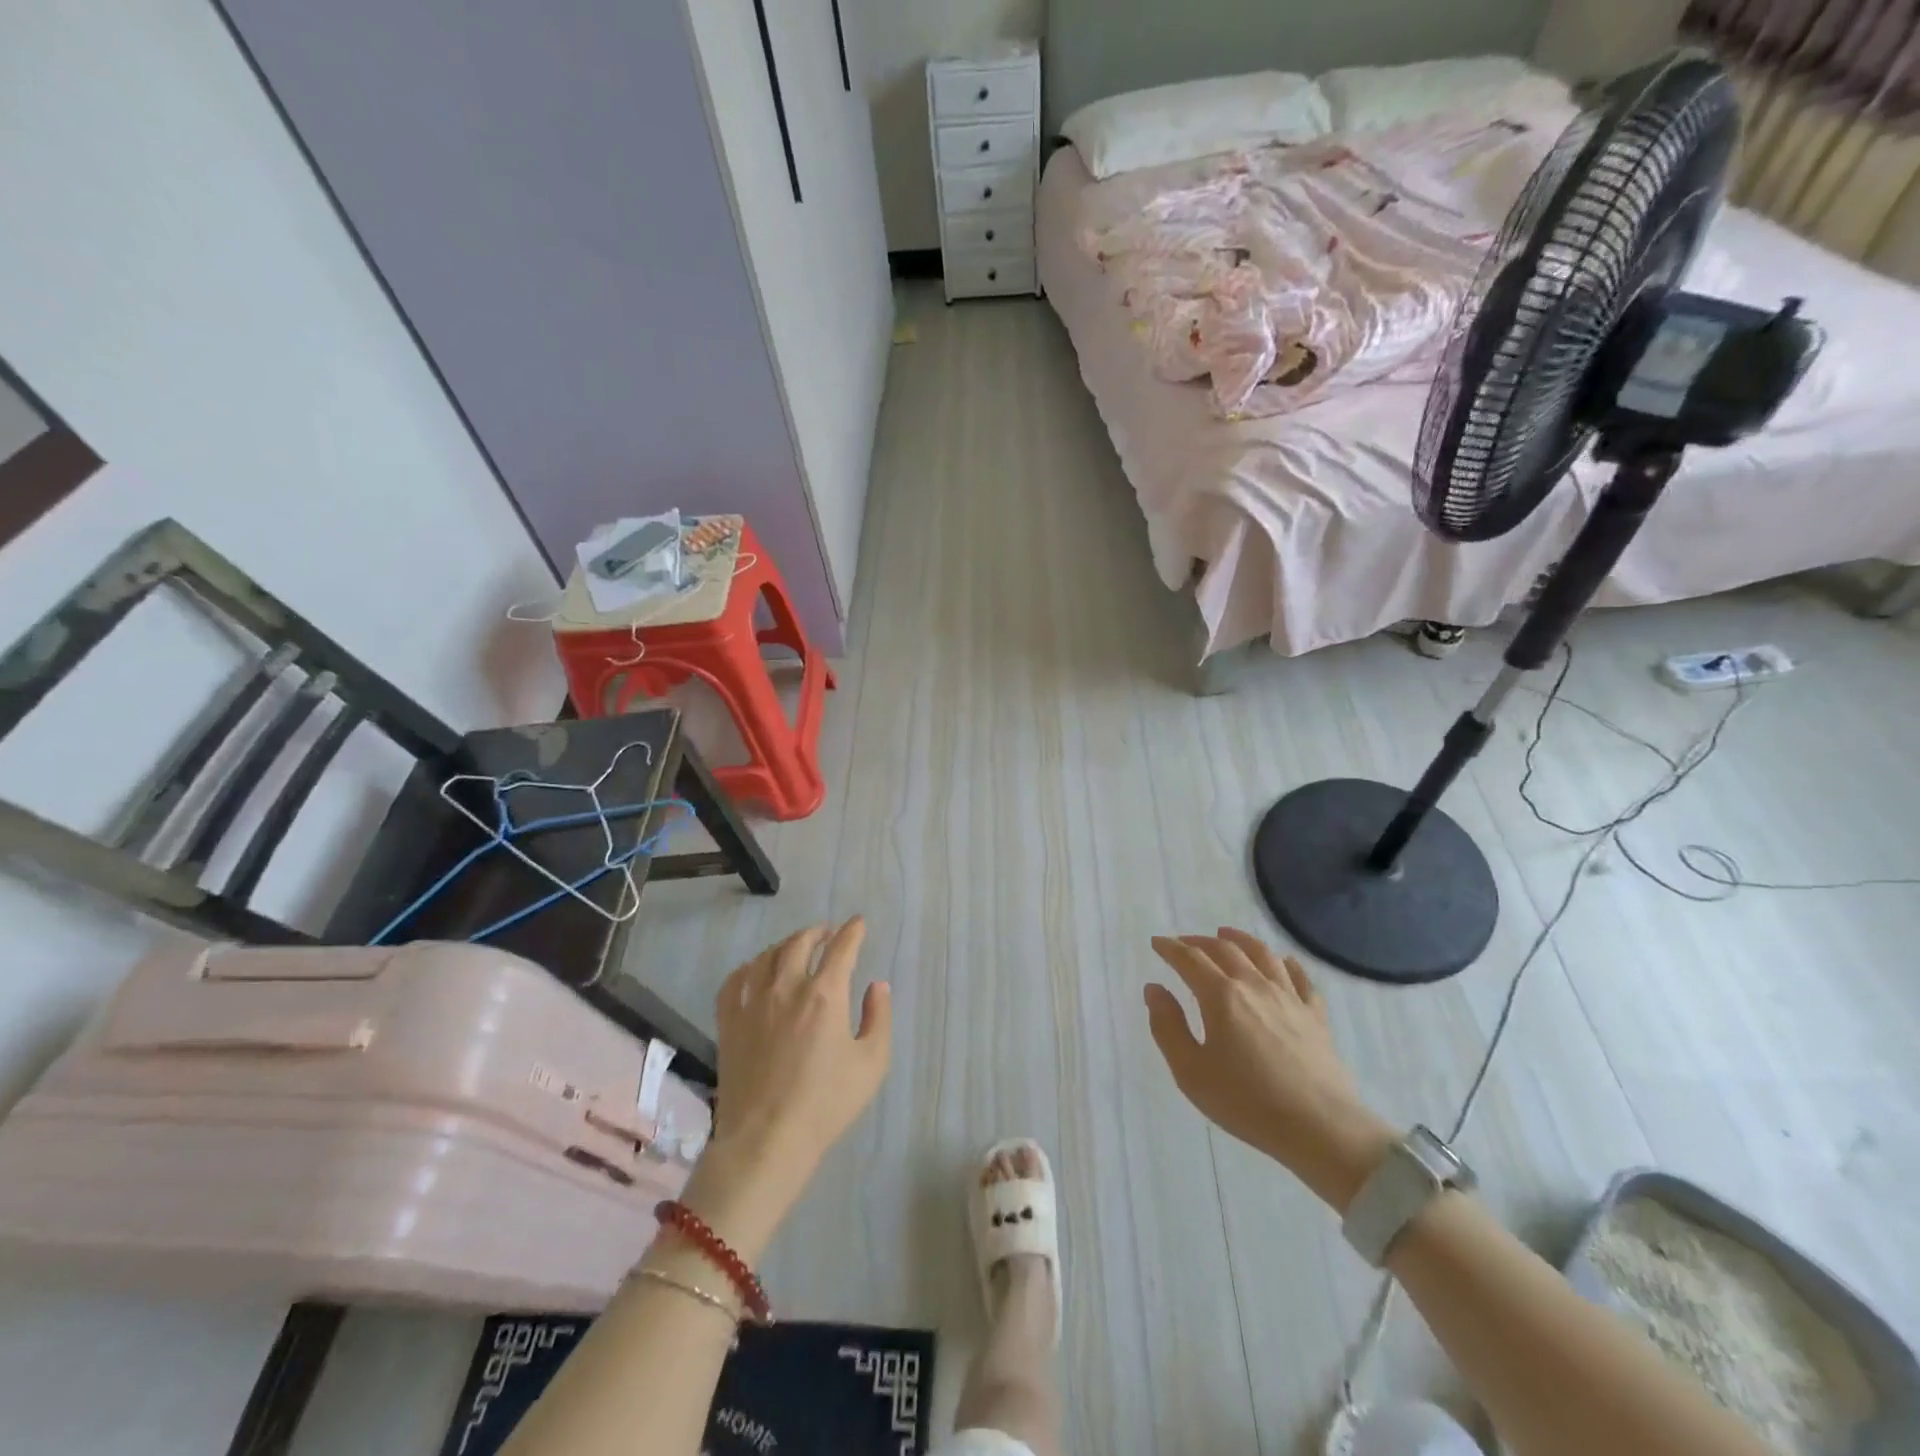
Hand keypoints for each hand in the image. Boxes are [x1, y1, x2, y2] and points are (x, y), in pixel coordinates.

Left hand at [690, 920, 891, 1249]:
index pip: (842, 948)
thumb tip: (877, 985)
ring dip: (785, 945)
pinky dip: (747, 968)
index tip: (858, 923)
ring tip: (794, 947)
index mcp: (825, 995)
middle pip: (800, 943)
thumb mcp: (872, 1063)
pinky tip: (754, 970)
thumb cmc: (826, 1103)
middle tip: (827, 932)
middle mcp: (787, 988)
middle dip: (817, 932)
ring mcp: (753, 1003)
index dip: (852, 931)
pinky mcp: (729, 1022)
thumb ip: (879, 1017)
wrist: (767, 1140)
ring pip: (767, 956)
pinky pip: (734, 981)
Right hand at [1145, 928, 1392, 1209]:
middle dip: (1200, 941)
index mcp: (1220, 996)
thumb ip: (1167, 1026)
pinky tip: (1283, 961)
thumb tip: (1154, 989)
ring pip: (1263, 954)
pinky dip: (1287, 963)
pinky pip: (1301, 978)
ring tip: (1227, 935)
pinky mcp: (1315, 1016)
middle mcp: (1254, 985)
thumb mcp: (1190, 1071)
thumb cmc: (1246, 1102)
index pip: (1189, 959)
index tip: (1157, 943)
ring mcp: (1289, 997)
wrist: (1319, 1128)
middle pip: (1225, 950)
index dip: (1170, 948)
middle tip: (1184, 943)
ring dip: (1240, 940)